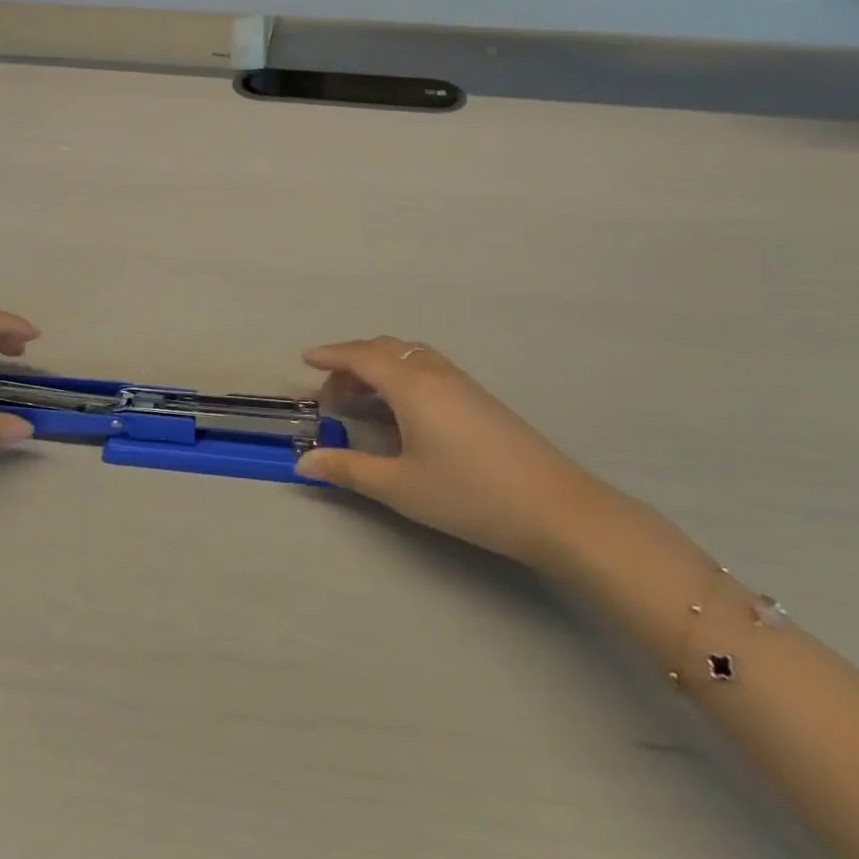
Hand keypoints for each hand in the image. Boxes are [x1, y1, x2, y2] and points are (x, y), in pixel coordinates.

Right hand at [294, 338, 592, 564]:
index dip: (330, 355)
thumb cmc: (468, 494)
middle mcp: (436, 373)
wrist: (553, 507)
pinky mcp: (480, 398)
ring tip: (362, 399)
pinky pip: (429, 369)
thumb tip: (305, 462)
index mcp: (412, 385)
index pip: (362, 356)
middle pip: (386, 350)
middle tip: (331, 394)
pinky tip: (404, 411)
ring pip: (411, 357)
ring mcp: (462, 383)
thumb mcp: (400, 486)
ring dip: (380, 368)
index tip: (305, 359)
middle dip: (352, 363)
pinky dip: (403, 376)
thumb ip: (349, 469)